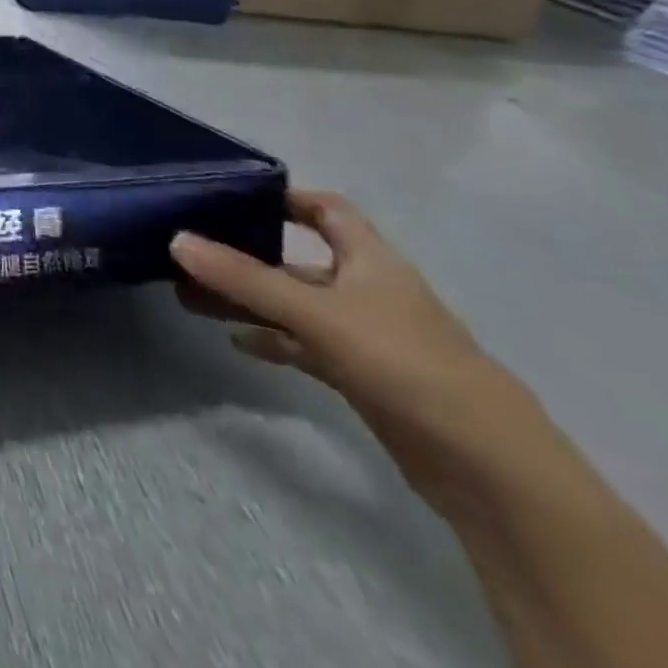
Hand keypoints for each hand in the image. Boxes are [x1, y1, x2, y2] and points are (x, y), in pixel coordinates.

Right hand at [172, 189, 525, 491]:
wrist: (491, 470)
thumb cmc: (407, 365)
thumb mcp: (318, 314)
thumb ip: (245, 278)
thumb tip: (176, 239)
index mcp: (371, 261)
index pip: (326, 210)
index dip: (283, 198)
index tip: (229, 197)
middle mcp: (367, 290)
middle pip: (295, 261)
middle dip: (242, 257)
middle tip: (186, 257)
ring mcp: (366, 336)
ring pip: (293, 305)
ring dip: (246, 300)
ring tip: (189, 299)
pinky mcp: (363, 376)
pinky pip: (303, 345)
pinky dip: (270, 339)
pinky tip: (235, 341)